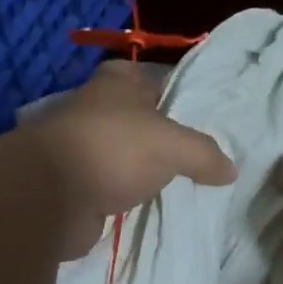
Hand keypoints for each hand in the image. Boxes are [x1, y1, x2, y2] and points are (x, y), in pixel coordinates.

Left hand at [19, 60, 236, 257]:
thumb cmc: (113, 148)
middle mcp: (96, 109)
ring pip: (124, 154)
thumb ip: (205, 154)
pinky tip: (151, 206)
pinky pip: (111, 186)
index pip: (150, 77)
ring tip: (181, 183)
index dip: (174, 91)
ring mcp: (82, 148)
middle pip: (138, 118)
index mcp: (116, 83)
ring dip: (144, 168)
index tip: (199, 113)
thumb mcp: (173, 144)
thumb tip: (231, 170)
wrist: (51, 196)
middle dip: (162, 134)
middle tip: (199, 154)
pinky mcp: (75, 184)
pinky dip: (127, 195)